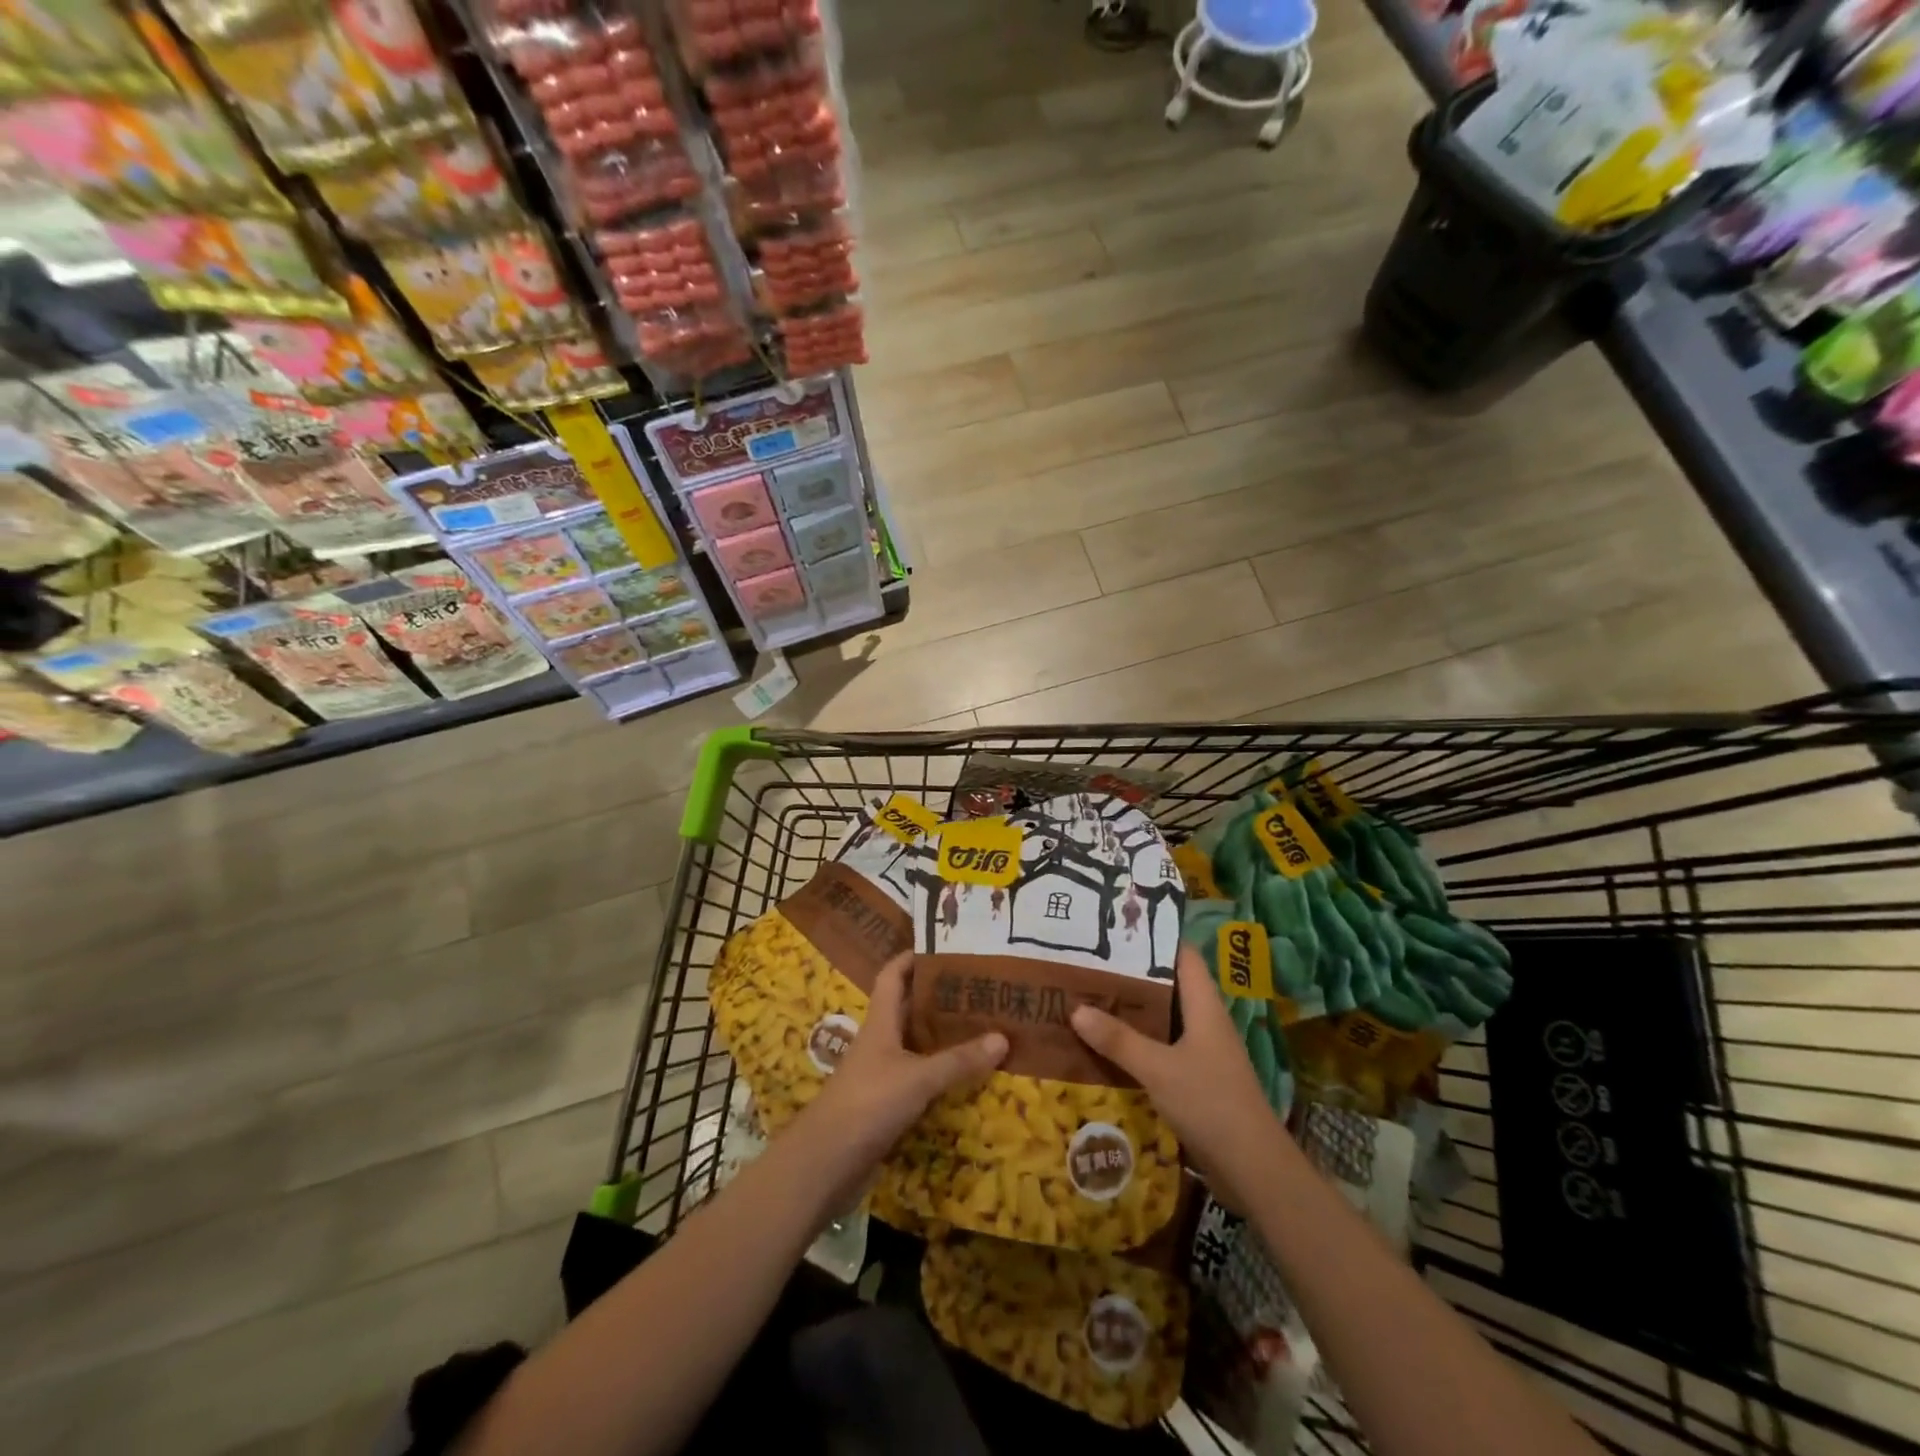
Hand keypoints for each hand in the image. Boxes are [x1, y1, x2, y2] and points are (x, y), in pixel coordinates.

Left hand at [801, 952, 1008, 1190]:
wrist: (825, 1164)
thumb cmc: (868, 1104)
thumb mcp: (918, 1078)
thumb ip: (959, 1060)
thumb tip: (1003, 1037)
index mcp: (880, 1022)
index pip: (893, 975)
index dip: (912, 957)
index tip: (943, 946)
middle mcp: (880, 1041)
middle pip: (908, 1007)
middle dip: (939, 995)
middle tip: (978, 986)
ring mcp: (881, 1073)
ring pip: (916, 1043)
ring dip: (942, 1035)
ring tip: (982, 1024)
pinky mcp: (886, 1103)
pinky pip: (919, 1076)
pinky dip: (940, 1071)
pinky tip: (966, 1074)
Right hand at [1070, 943, 1284, 1211]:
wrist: (1254, 1170)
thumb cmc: (1211, 1103)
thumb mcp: (1158, 1068)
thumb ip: (1118, 1040)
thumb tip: (1076, 1009)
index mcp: (1204, 1007)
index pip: (1183, 956)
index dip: (1155, 939)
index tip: (1117, 930)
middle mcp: (1205, 1023)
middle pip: (1168, 987)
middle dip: (1131, 977)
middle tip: (1089, 964)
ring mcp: (1202, 1054)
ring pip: (1162, 1021)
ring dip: (1131, 1013)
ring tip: (1088, 1000)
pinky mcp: (1196, 1081)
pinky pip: (1161, 1051)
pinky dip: (1136, 1045)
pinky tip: (1106, 1049)